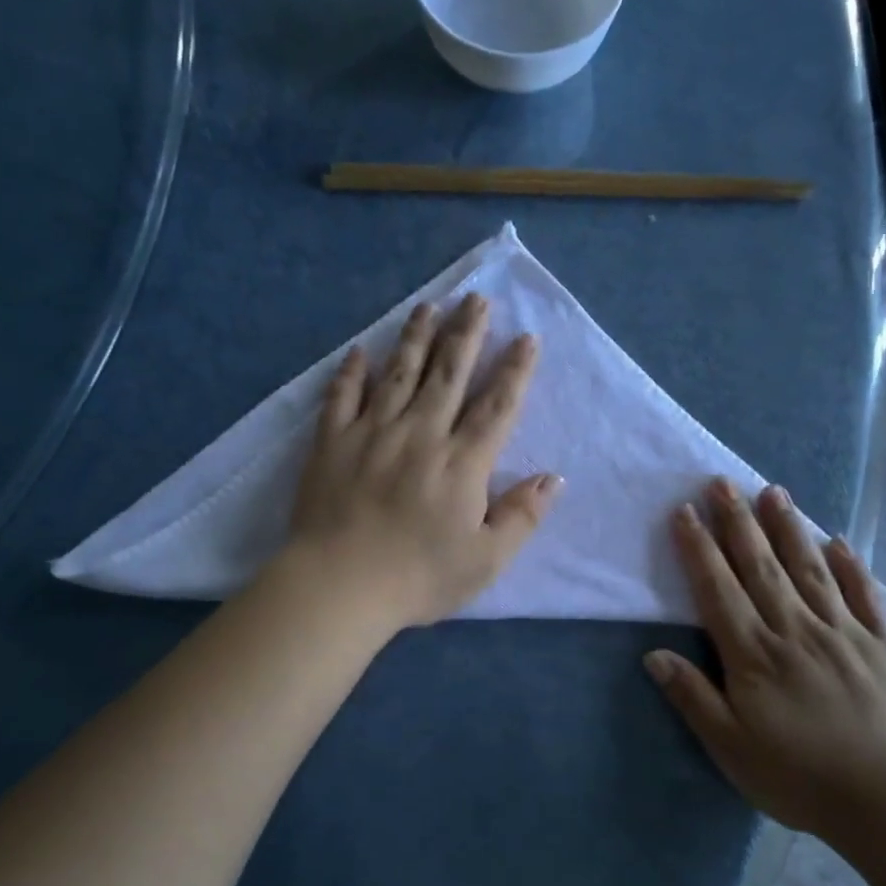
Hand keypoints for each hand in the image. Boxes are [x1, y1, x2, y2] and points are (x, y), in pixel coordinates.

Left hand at [286, 294, 560, 629]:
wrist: (339, 586)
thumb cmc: (418, 577)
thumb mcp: (486, 560)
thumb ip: (521, 516)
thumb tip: (553, 478)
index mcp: (462, 463)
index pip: (496, 406)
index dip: (514, 370)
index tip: (526, 338)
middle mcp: (421, 434)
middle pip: (449, 373)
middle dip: (467, 333)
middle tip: (477, 299)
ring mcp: (372, 433)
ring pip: (399, 373)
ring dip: (416, 337)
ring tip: (429, 306)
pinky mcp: (332, 443)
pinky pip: (342, 397)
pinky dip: (352, 372)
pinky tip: (359, 352)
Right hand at [645, 478, 885, 840]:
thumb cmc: (796, 776)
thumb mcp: (730, 747)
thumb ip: (693, 697)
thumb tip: (654, 654)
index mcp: (754, 655)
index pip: (718, 590)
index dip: (699, 549)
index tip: (685, 512)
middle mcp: (795, 630)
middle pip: (760, 566)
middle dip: (738, 522)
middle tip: (722, 482)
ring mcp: (842, 633)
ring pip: (809, 569)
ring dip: (788, 528)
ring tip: (773, 490)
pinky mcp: (882, 645)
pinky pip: (864, 595)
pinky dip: (849, 565)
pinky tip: (836, 540)